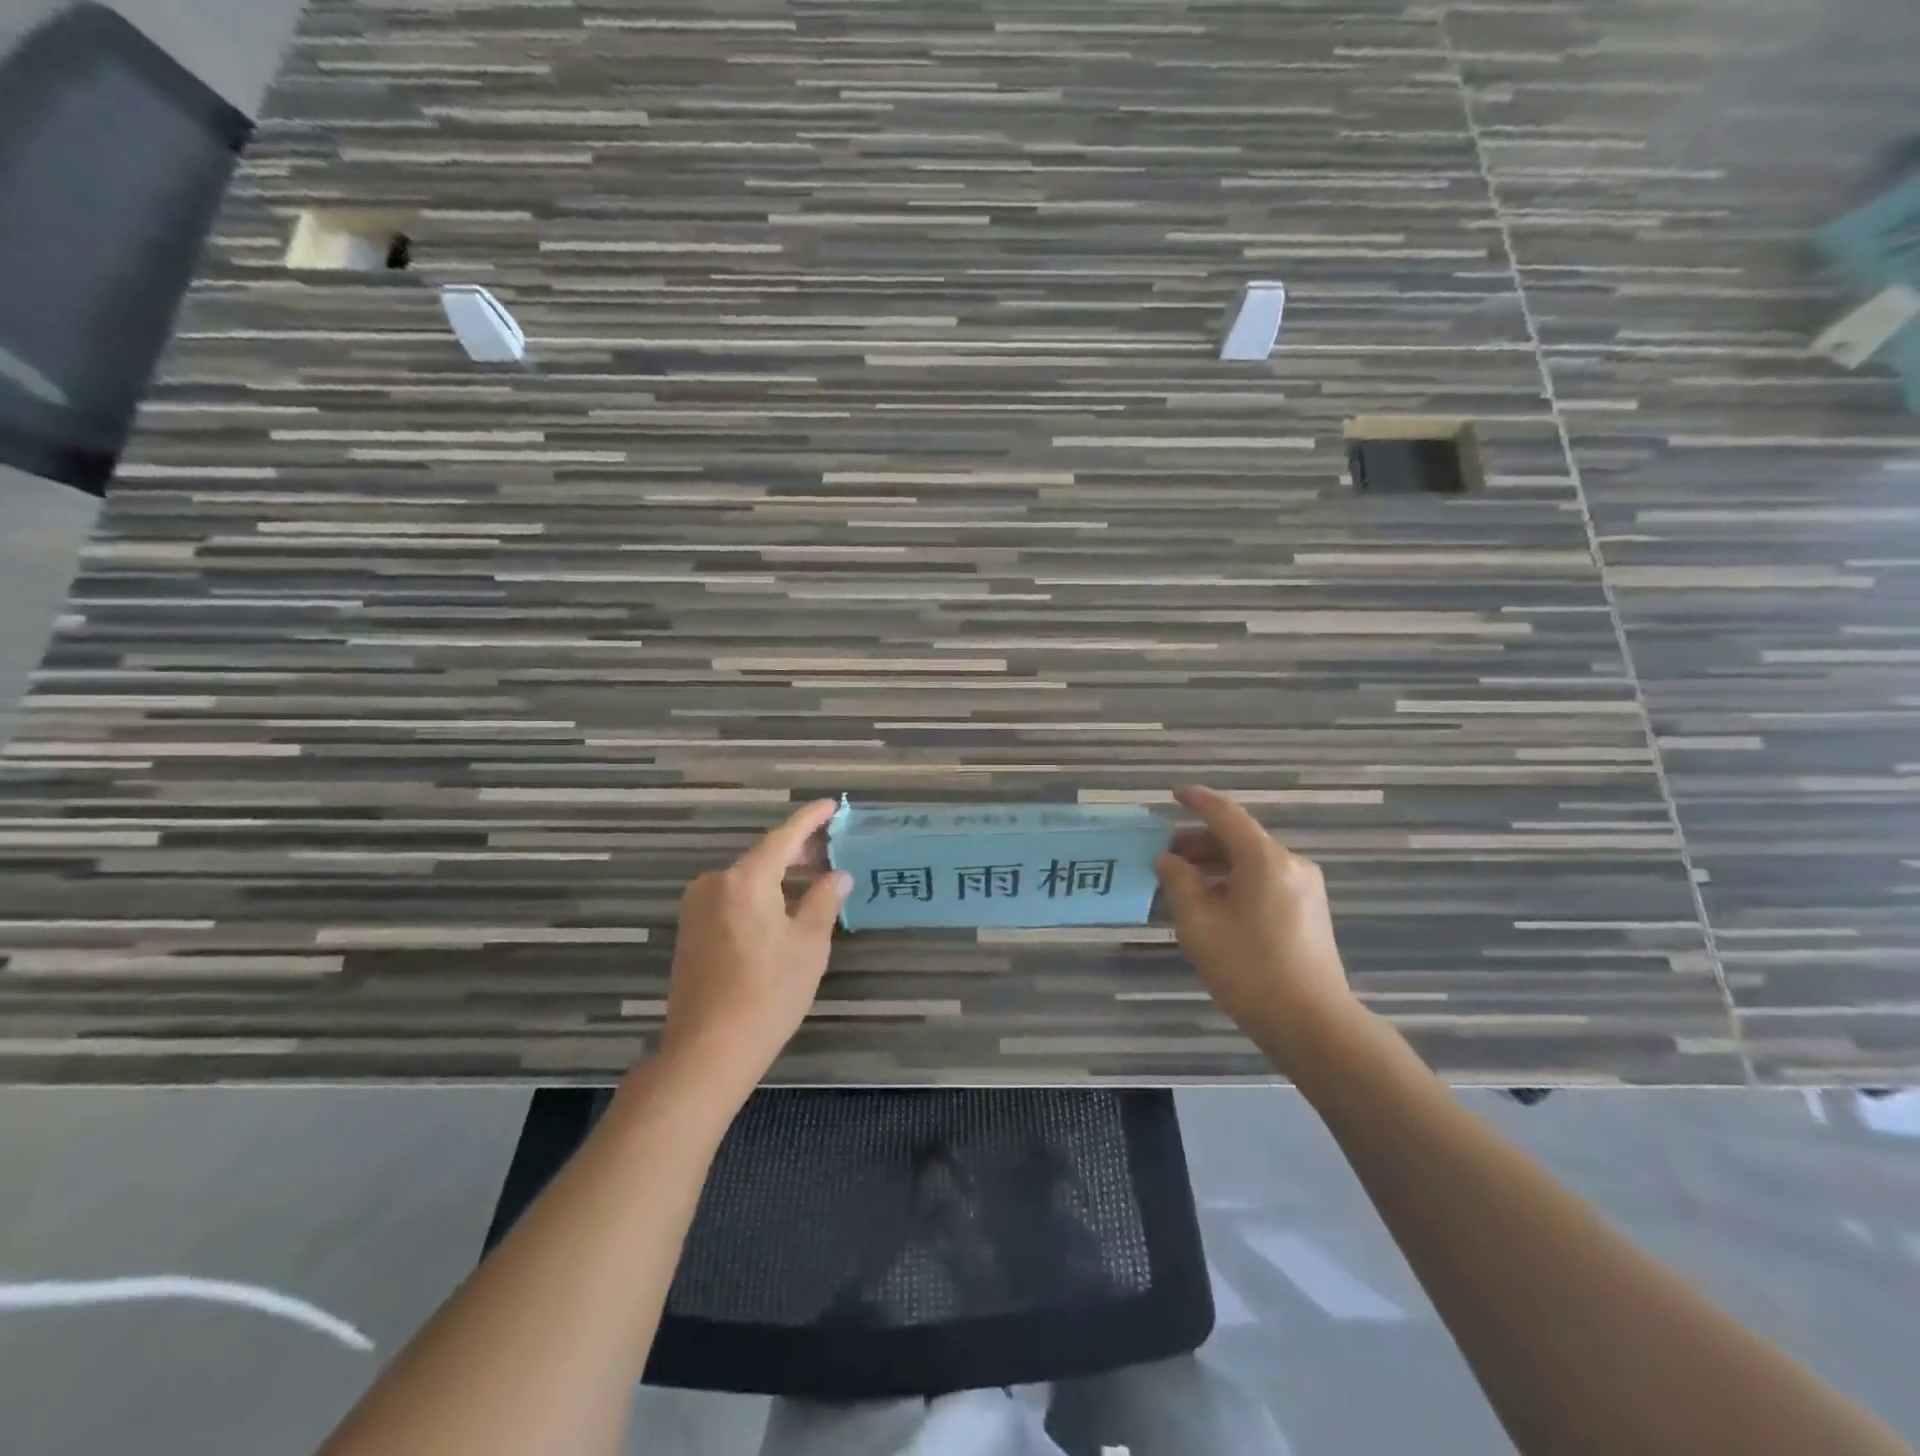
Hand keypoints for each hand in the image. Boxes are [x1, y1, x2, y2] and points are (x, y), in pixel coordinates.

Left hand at [658, 799, 851, 1103]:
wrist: (708, 1049)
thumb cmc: (768, 992)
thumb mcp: (808, 945)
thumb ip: (824, 901)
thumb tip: (838, 875)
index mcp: (747, 879)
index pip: (784, 836)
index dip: (810, 819)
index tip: (831, 806)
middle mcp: (716, 883)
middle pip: (763, 856)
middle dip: (797, 851)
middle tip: (830, 851)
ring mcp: (697, 907)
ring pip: (746, 878)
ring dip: (778, 875)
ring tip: (811, 881)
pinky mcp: (690, 931)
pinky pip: (731, 898)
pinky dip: (758, 895)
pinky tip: (780, 910)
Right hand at [1155, 785, 1361, 1065]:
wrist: (1312, 1024)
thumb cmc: (1248, 968)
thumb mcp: (1199, 923)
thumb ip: (1179, 882)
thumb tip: (1168, 859)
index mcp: (1264, 859)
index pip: (1225, 815)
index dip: (1197, 801)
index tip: (1174, 793)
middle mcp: (1290, 864)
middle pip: (1239, 839)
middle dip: (1200, 842)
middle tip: (1167, 856)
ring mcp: (1305, 888)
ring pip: (1252, 862)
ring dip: (1217, 865)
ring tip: (1184, 884)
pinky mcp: (1310, 911)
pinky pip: (1265, 881)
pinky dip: (1236, 881)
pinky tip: (1214, 904)